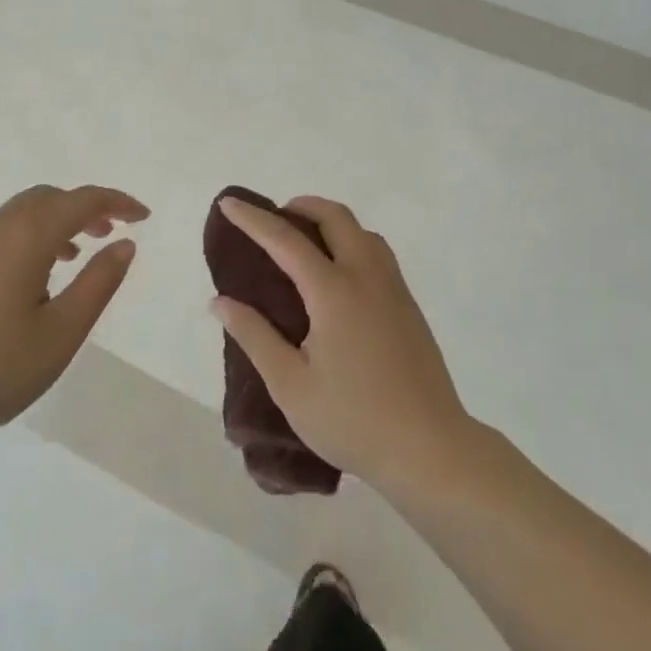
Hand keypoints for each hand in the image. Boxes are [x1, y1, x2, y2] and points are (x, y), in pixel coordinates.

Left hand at [0, 185, 147, 470]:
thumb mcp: (62, 332)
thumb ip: (99, 283)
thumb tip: (124, 244)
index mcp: (25, 237)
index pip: (81, 201)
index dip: (117, 202)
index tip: (143, 217)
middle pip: (46, 198)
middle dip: (83, 208)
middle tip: (108, 234)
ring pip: (16, 216)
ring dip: (52, 225)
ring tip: (71, 258)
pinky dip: (23, 240)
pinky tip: (24, 284)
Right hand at [212, 196, 472, 494]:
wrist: (429, 448)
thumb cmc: (352, 420)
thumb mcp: (290, 385)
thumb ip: (255, 336)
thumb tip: (221, 302)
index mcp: (334, 291)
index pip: (286, 240)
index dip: (253, 219)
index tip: (229, 202)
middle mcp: (366, 276)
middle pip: (335, 217)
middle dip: (301, 206)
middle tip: (275, 219)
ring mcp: (394, 288)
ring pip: (362, 231)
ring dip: (331, 222)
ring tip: (306, 244)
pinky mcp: (409, 305)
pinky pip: (378, 253)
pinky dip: (352, 242)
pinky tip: (340, 276)